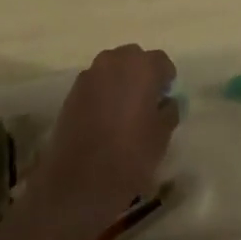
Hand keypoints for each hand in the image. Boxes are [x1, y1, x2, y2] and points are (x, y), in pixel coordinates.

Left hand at [30, 44, 178, 238]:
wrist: (80, 181)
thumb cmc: (130, 155)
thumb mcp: (162, 135)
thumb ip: (169, 110)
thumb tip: (166, 102)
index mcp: (141, 67)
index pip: (161, 61)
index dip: (166, 79)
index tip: (166, 99)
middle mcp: (114, 61)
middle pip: (134, 58)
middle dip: (142, 74)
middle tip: (147, 102)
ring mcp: (89, 75)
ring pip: (112, 68)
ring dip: (121, 81)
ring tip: (125, 111)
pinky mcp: (72, 91)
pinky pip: (95, 83)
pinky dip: (103, 93)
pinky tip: (105, 119)